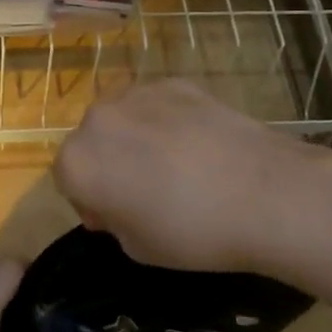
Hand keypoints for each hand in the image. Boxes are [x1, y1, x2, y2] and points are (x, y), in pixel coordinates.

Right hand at [53, 80, 324, 274]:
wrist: (265, 193)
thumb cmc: (192, 232)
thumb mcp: (137, 247)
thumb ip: (113, 219)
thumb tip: (119, 201)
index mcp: (78, 162)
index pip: (67, 181)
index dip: (90, 203)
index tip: (118, 219)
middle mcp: (98, 119)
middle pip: (91, 143)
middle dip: (109, 165)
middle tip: (145, 192)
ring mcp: (138, 94)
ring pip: (123, 120)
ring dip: (135, 140)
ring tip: (176, 167)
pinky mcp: (177, 83)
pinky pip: (156, 106)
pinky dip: (167, 123)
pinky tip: (199, 147)